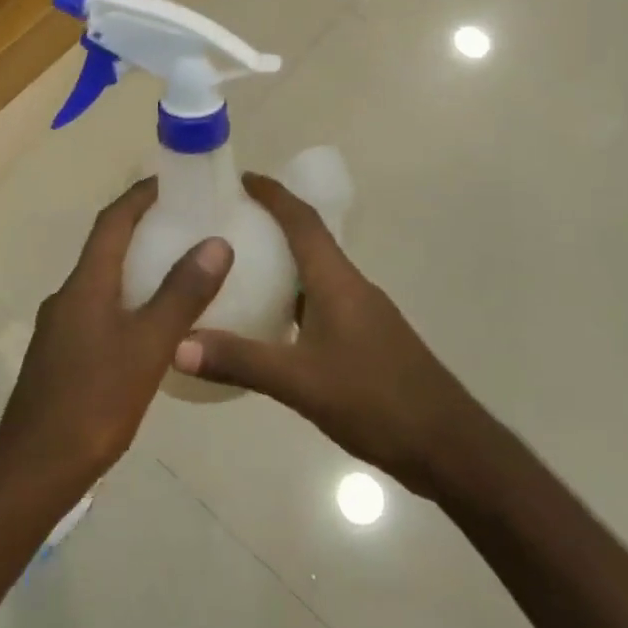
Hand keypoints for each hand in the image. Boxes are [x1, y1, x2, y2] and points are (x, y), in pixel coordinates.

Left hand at [0, 179, 231, 494]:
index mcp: (85, 284)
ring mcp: (60, 328)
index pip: (112, 221)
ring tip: (176, 271)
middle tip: (184, 224)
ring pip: (101, 282)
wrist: (35, 469)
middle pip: (105, 247)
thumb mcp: (149, 346)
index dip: (139, 196)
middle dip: (140, 229)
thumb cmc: (94, 401)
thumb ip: (182, 294)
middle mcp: (67, 296)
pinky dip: (125, 301)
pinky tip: (150, 327)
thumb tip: (216, 241)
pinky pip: (97, 311)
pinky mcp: (61, 356)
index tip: (171, 181)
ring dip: (133, 267)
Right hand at [173, 173, 490, 500]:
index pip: (302, 220)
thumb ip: (240, 360)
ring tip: (235, 268)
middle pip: (307, 240)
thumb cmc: (377, 400)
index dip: (272, 194)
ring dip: (280, 262)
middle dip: (269, 223)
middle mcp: (350, 287)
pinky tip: (267, 323)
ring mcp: (362, 314)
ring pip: (313, 274)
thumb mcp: (300, 382)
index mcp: (337, 281)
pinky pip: (320, 302)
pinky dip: (291, 299)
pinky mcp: (366, 340)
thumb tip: (177, 344)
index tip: (238, 178)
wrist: (450, 448)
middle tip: (223, 223)